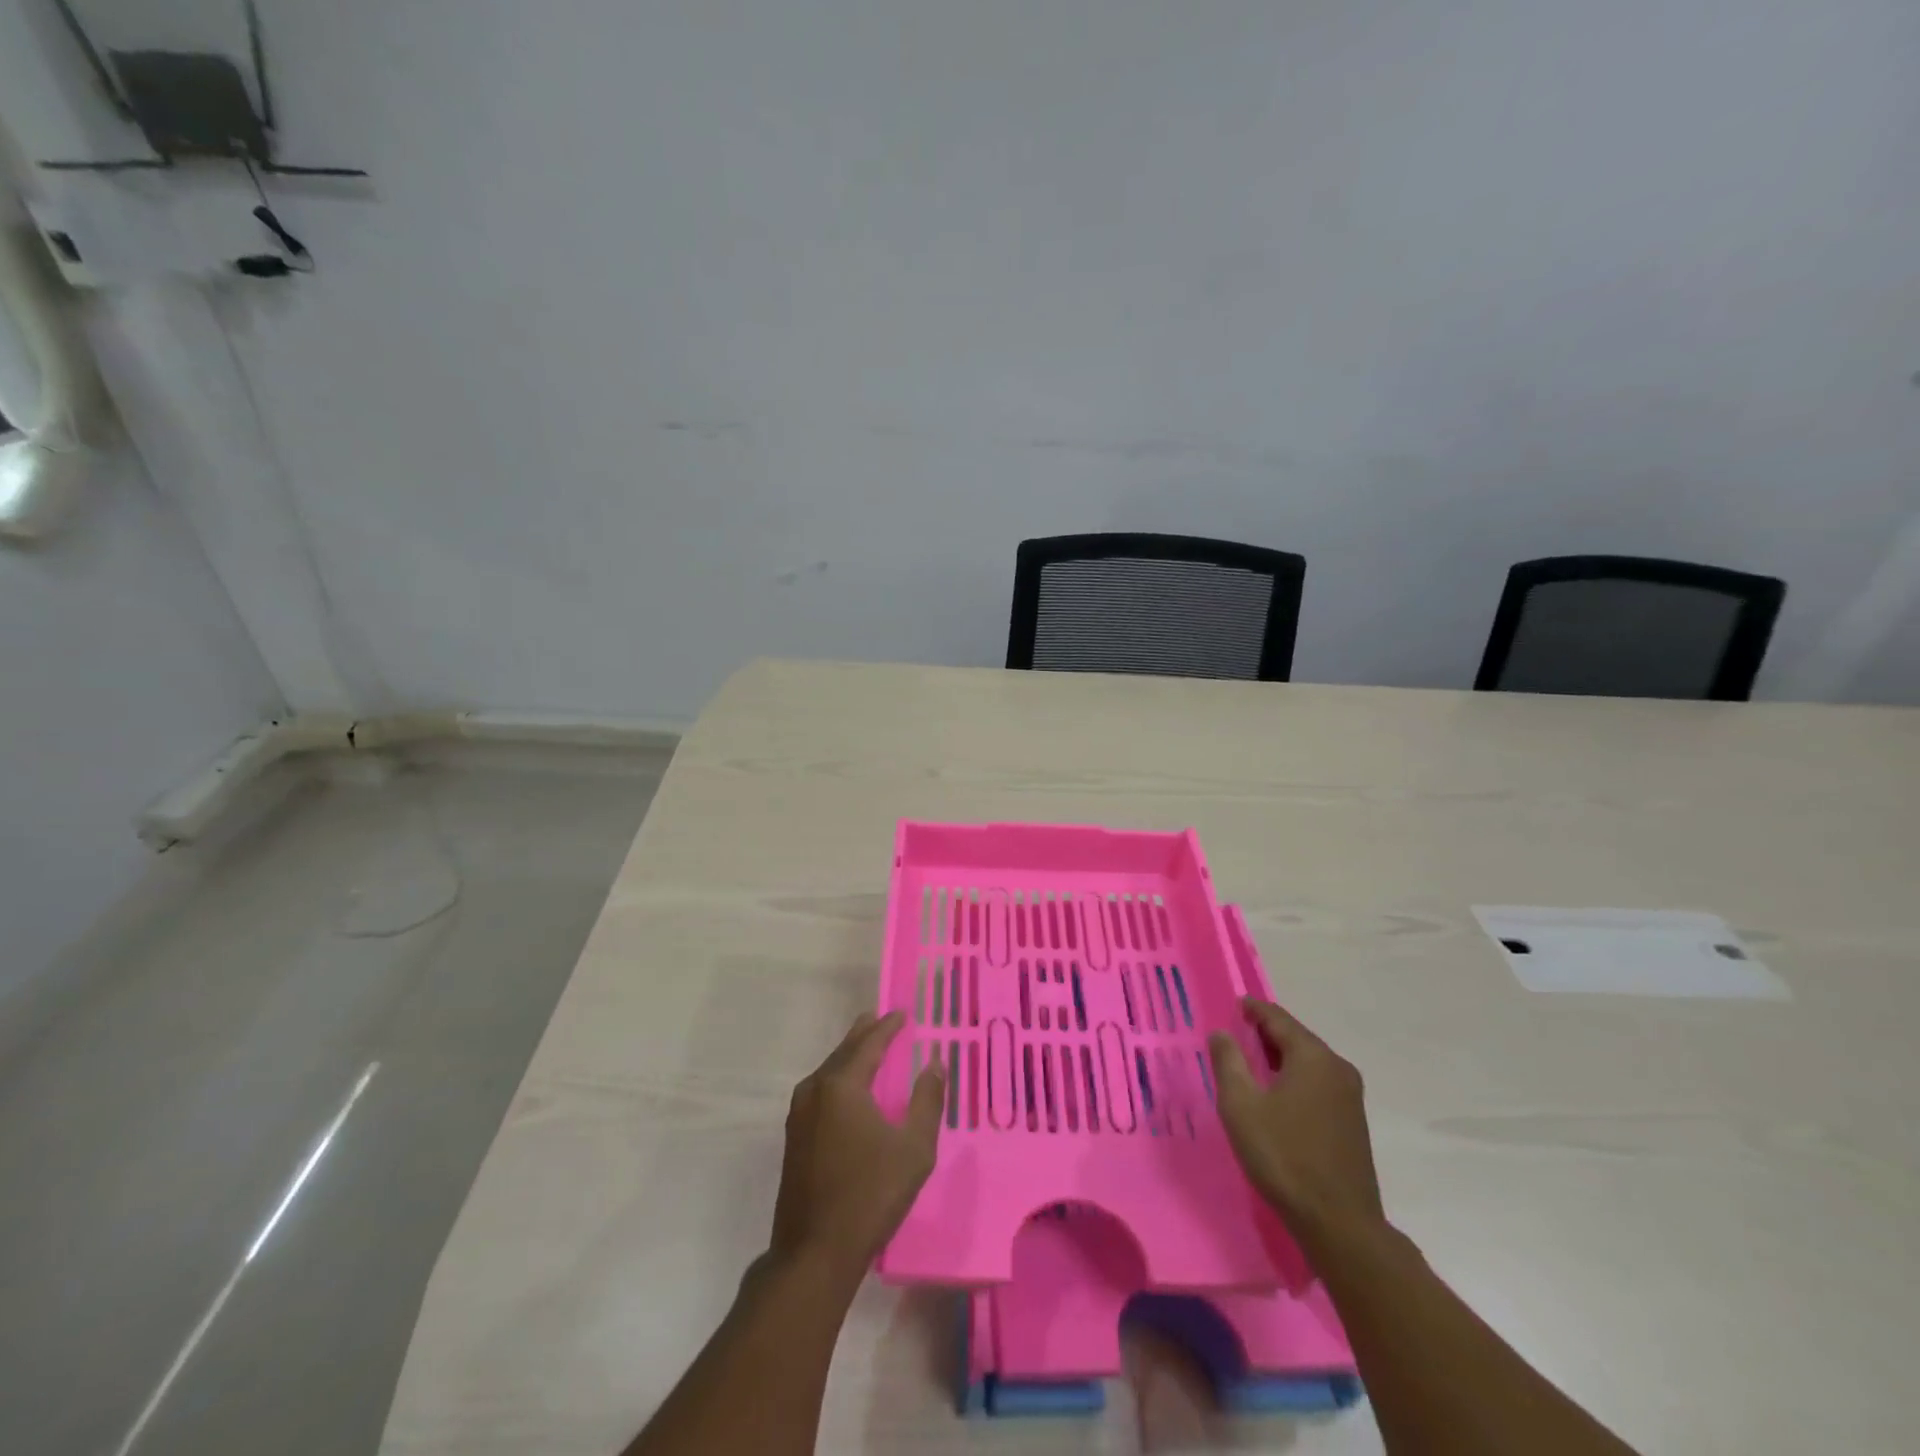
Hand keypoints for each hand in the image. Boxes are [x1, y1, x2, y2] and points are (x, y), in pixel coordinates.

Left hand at [769, 1011, 944, 1284]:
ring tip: (867, 1047)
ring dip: (849, 1056)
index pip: (869, 1044)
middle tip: (880, 1018)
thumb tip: (934, 1063)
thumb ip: (926, 1101)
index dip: (888, 1027)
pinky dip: (838, 1078)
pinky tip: (849, 1090)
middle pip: (844, 1052)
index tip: (902, 1013)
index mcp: (842, 1086)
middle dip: (864, 1034)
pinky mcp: (794, 1137)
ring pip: (828, 1071)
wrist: (814, 1253)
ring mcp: (799, 1114)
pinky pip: (820, 1091)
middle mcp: (815, 1090)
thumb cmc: (870, 1195)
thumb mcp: (913, 1149)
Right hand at [1208, 998, 1383, 1238]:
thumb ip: (1228, 1062)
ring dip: (1280, 1057)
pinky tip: (1276, 1093)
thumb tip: (1222, 1033)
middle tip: (1237, 1032)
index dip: (1254, 1010)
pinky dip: (1294, 1077)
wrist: (1339, 1224)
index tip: (1235, 1004)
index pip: (1278, 1019)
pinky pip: (1318, 1083)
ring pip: (1308, 1062)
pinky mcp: (1353, 1122)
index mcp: (1313, 1057)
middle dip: (1266, 1032)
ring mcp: (1350, 1097)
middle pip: (1297, 1038)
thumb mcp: (1241, 1106)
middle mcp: (1337, 1068)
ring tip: (1251, 1061)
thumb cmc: (1284, 1156)